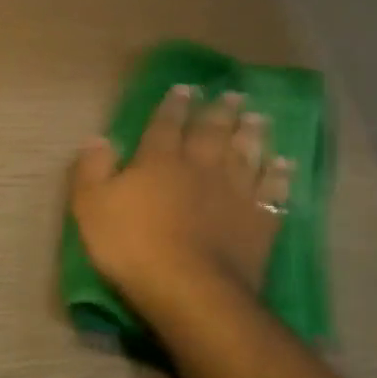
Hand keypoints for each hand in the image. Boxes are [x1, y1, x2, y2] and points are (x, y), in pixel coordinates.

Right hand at [70, 85, 292, 322]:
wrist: (191, 290)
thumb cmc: (133, 246)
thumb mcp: (91, 207)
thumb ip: (91, 170)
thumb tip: (98, 138)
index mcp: (159, 161)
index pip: (166, 124)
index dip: (174, 105)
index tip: (185, 88)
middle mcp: (200, 167)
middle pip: (212, 132)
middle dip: (220, 111)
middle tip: (233, 94)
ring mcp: (234, 193)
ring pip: (246, 154)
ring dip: (253, 135)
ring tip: (259, 118)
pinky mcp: (259, 222)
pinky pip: (273, 192)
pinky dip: (280, 176)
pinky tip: (285, 165)